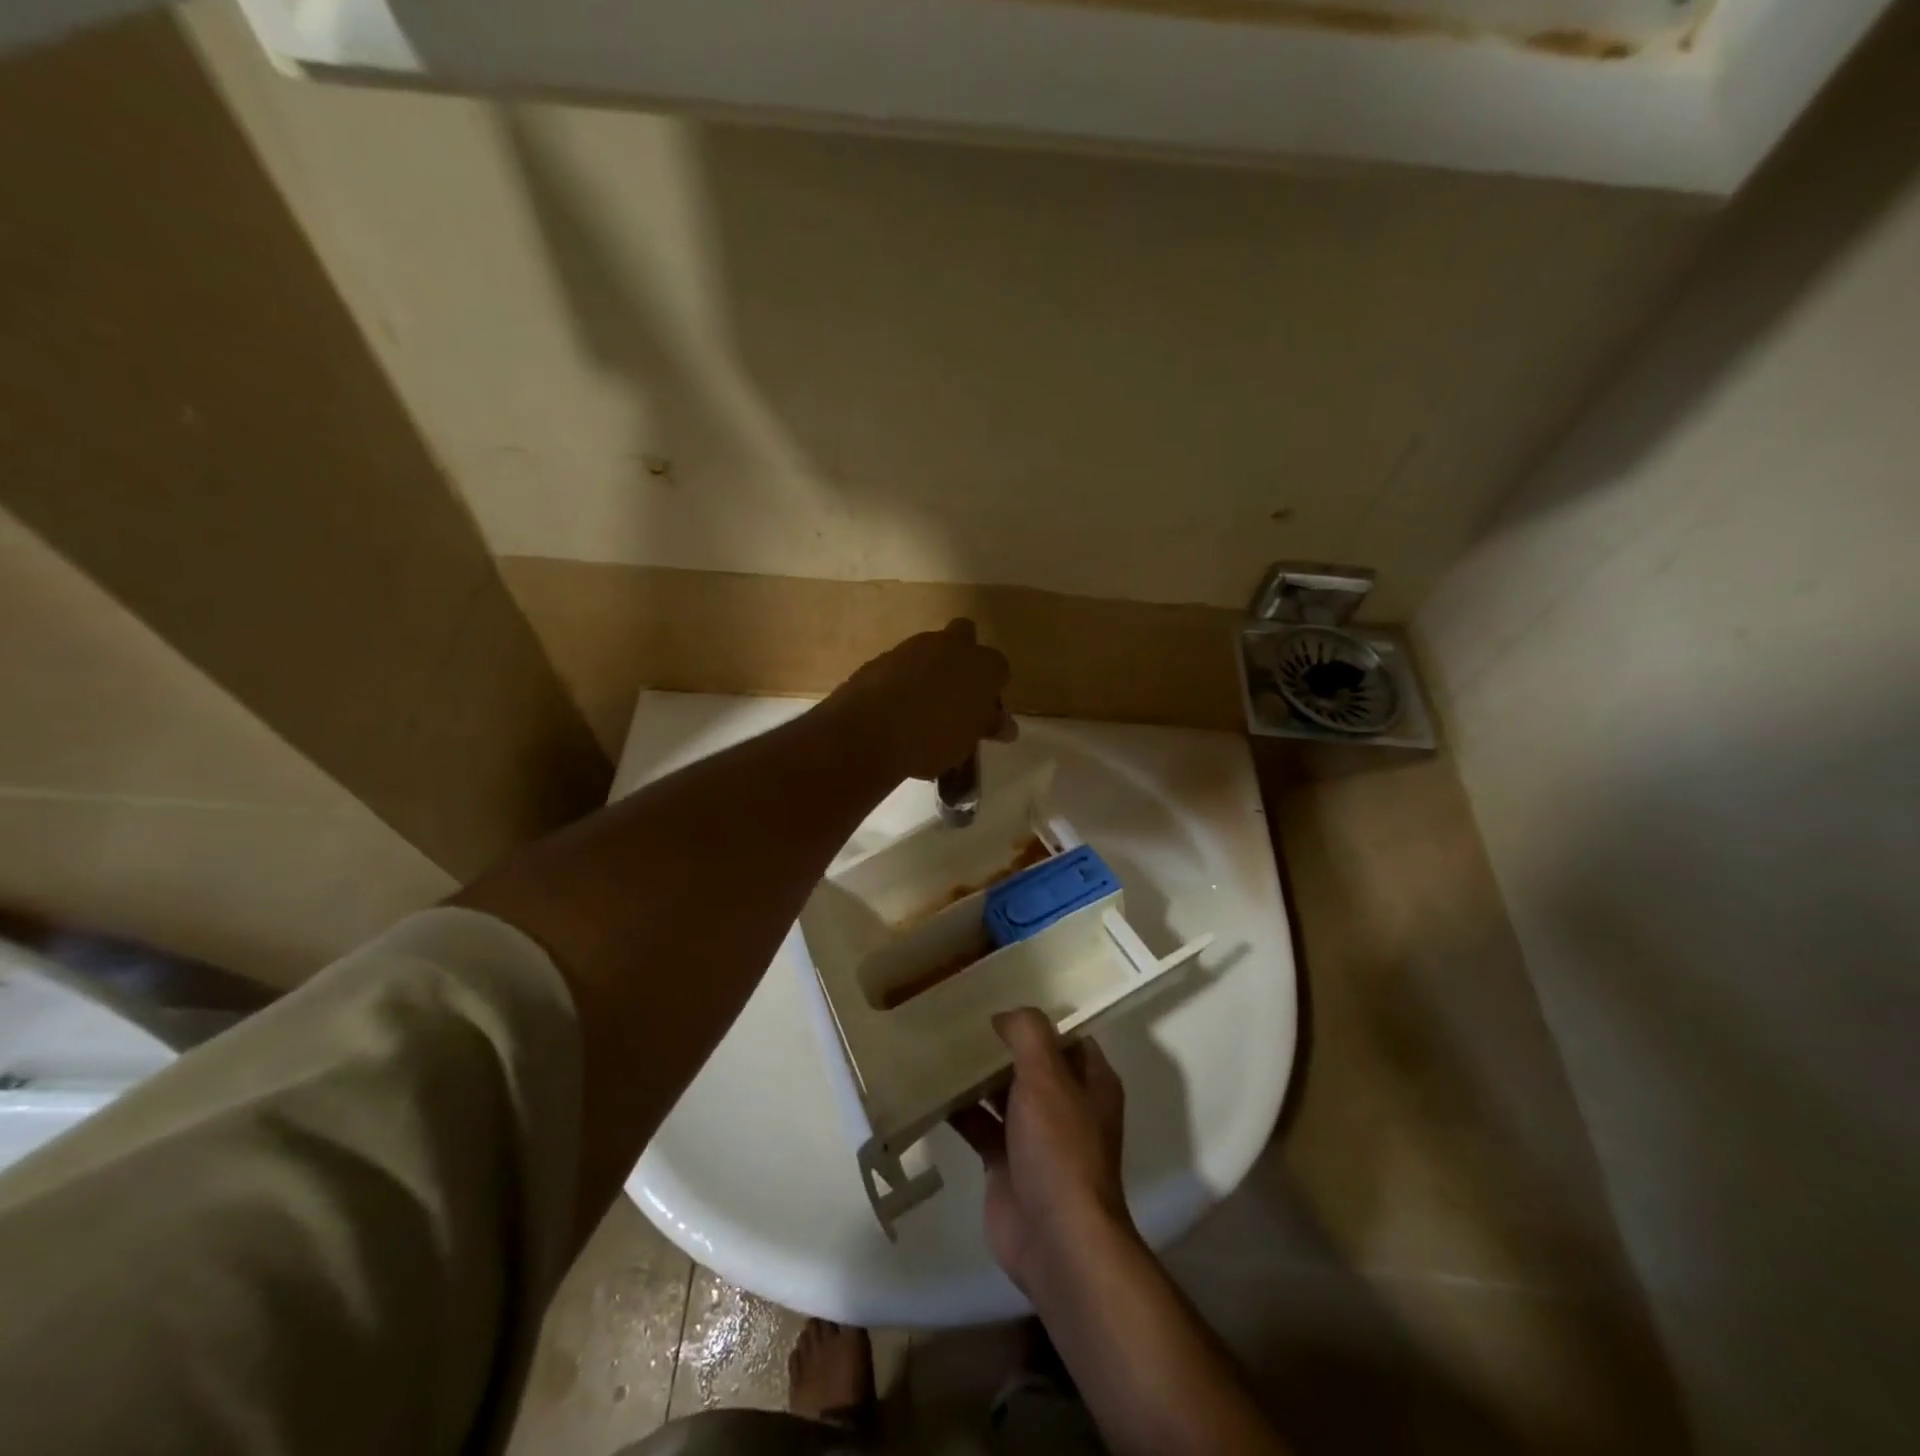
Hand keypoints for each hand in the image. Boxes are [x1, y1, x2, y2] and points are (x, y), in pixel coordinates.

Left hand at [828, 620, 1015, 780]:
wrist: (870, 732)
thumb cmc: (933, 739)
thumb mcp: (967, 741)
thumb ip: (987, 726)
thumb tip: (1006, 726)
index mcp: (982, 665)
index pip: (999, 668)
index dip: (992, 688)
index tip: (983, 711)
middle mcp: (950, 646)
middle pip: (965, 636)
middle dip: (964, 657)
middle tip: (957, 693)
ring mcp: (912, 648)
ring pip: (929, 649)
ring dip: (930, 669)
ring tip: (923, 708)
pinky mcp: (882, 658)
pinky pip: (901, 665)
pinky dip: (902, 680)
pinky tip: (896, 709)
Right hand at [952, 1008, 1134, 1296]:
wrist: (1055, 1239)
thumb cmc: (1059, 1147)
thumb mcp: (1047, 1076)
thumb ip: (1028, 1034)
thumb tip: (1005, 1015)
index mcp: (1090, 1081)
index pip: (1066, 1036)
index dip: (1037, 1017)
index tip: (1000, 996)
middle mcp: (1066, 1105)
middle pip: (1030, 1062)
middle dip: (999, 1043)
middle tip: (959, 1016)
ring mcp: (1035, 1136)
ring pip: (1002, 1093)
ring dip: (976, 1075)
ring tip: (938, 1044)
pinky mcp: (1005, 1163)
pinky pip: (980, 1126)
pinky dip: (959, 1110)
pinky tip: (930, 1089)